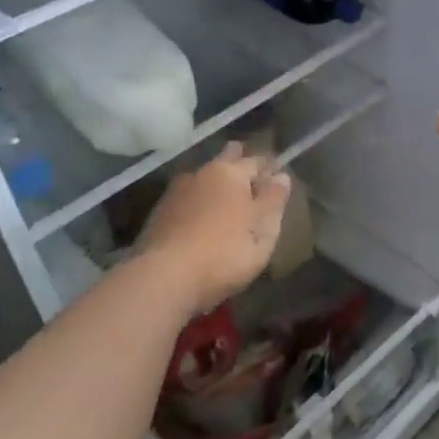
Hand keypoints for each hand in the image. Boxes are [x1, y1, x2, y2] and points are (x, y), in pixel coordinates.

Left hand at [135, 144, 291, 317]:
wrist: (163, 278)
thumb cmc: (225, 251)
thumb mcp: (263, 229)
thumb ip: (274, 200)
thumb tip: (281, 175)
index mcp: (230, 173)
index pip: (256, 160)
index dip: (270, 165)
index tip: (278, 170)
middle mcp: (201, 174)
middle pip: (225, 160)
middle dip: (238, 161)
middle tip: (250, 173)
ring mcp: (175, 194)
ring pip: (202, 179)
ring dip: (215, 184)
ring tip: (226, 197)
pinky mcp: (157, 216)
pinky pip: (187, 201)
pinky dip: (198, 204)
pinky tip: (201, 219)